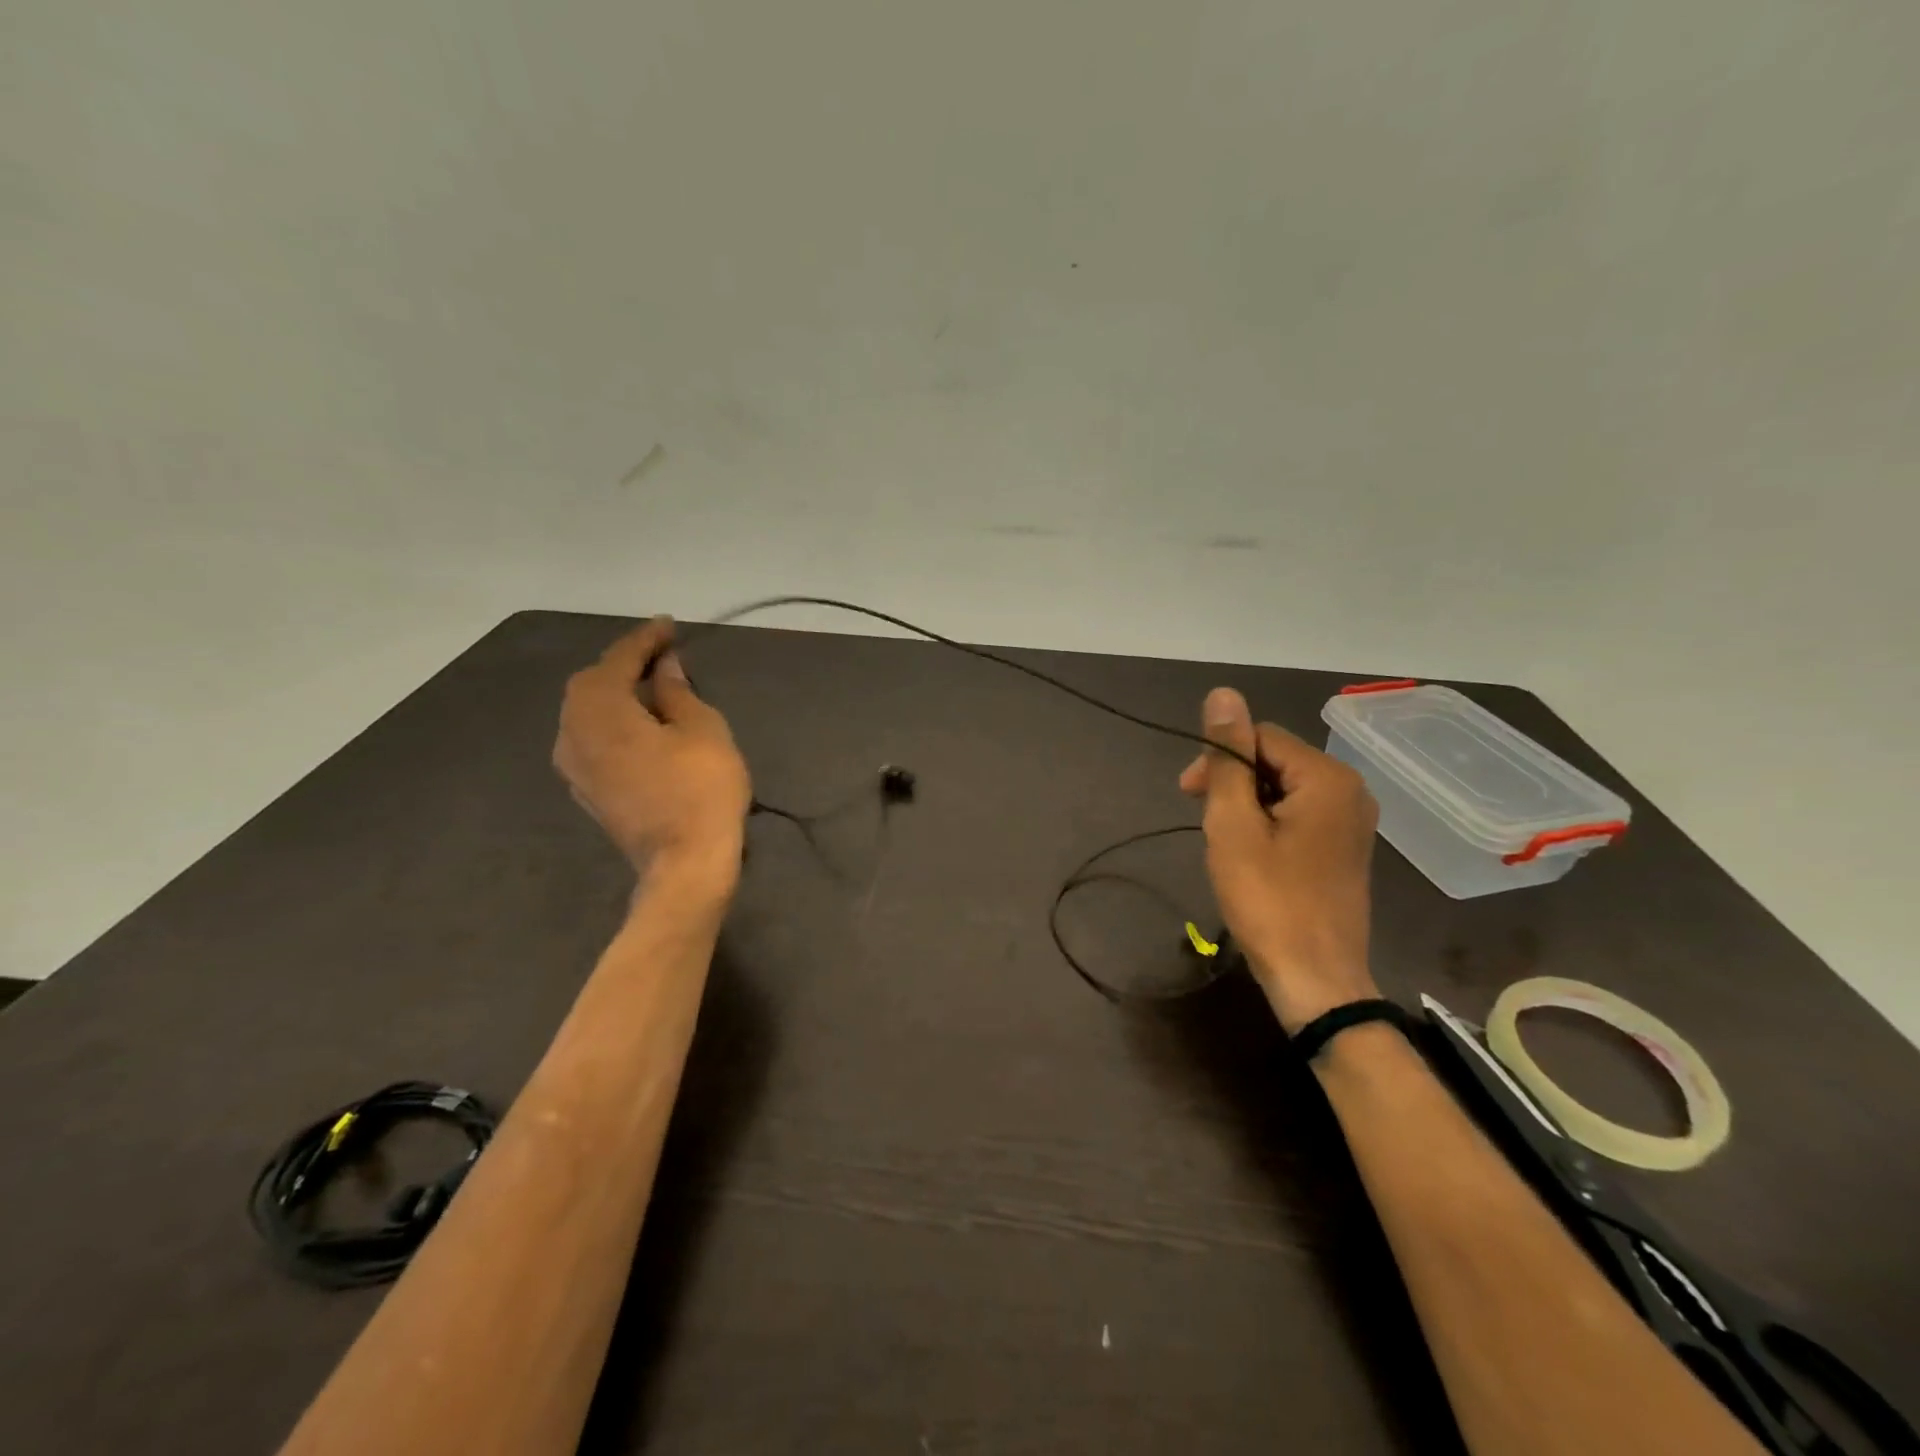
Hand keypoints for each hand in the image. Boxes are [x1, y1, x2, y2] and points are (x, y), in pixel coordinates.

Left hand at [554, 616, 751, 891]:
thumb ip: (677, 692)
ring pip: (585, 713)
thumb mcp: (702, 729)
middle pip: (590, 684)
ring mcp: (574, 766)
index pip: (618, 660)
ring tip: (650, 687)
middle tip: (661, 655)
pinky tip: (637, 725)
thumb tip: (665, 667)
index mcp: (600, 710)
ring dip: (615, 694)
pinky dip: (611, 722)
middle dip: (623, 665)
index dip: (645, 640)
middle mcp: (573, 733)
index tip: (670, 626)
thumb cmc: (700, 788)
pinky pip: (590, 739)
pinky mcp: (585, 790)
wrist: (684, 862)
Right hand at [1179, 687, 1380, 1032]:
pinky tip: (1250, 854)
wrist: (1316, 979)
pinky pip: (1298, 815)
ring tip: (1224, 841)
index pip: (1260, 736)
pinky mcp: (1345, 849)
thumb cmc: (1269, 898)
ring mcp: (1352, 822)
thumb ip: (1228, 758)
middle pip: (1275, 760)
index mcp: (1328, 777)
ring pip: (1283, 789)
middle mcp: (1350, 790)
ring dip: (1246, 805)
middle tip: (1201, 819)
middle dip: (1232, 781)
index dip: (1219, 757)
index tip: (1187, 793)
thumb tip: (1223, 694)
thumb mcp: (1234, 824)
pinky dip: (1266, 824)